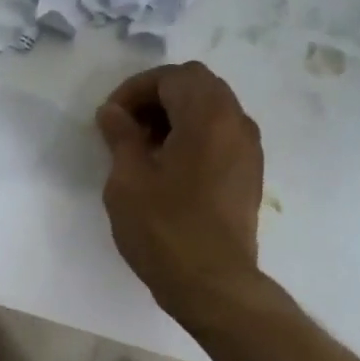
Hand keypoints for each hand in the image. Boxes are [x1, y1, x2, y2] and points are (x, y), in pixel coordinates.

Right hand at [95, 62, 263, 310]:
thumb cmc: (164, 229)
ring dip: (176, 117)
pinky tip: (168, 169)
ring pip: (212, 110)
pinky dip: (194, 137)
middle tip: (126, 128)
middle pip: (197, 86)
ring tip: (144, 150)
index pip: (172, 77)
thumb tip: (113, 112)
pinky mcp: (249, 174)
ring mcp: (248, 150)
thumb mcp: (128, 180)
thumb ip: (121, 137)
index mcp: (208, 115)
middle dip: (157, 98)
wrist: (212, 284)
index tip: (110, 118)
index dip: (135, 89)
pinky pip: (221, 136)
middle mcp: (236, 122)